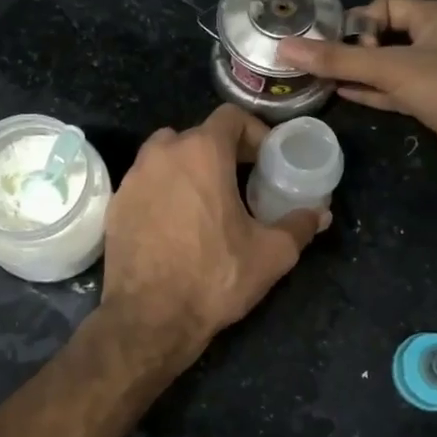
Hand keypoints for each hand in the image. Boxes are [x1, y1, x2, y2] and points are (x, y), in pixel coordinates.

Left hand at [101, 104, 328, 367]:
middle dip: (223, 152)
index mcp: (201, 152)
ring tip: (209, 200)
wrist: (149, 319)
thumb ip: (299, 226)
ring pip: (168, 156)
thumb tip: (320, 213)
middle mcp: (162, 153)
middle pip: (199, 135)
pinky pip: (147, 182)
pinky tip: (178, 223)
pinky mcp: (116, 203)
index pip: (230, 117)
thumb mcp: (271, 254)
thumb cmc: (214, 277)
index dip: (254, 132)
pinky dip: (165, 189)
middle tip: (243, 181)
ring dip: (190, 167)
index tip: (266, 160)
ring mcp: (133, 177)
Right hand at [278, 0, 436, 183]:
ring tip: (322, 78)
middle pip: (384, 35)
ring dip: (359, 71)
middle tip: (323, 63)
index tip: (337, 44)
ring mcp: (435, 73)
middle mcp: (435, 39)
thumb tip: (284, 48)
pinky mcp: (433, 102)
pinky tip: (343, 93)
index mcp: (433, 17)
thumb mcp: (390, 69)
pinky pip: (394, 90)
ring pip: (388, 66)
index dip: (359, 21)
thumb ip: (338, 60)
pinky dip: (371, 91)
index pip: (385, 5)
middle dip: (353, 47)